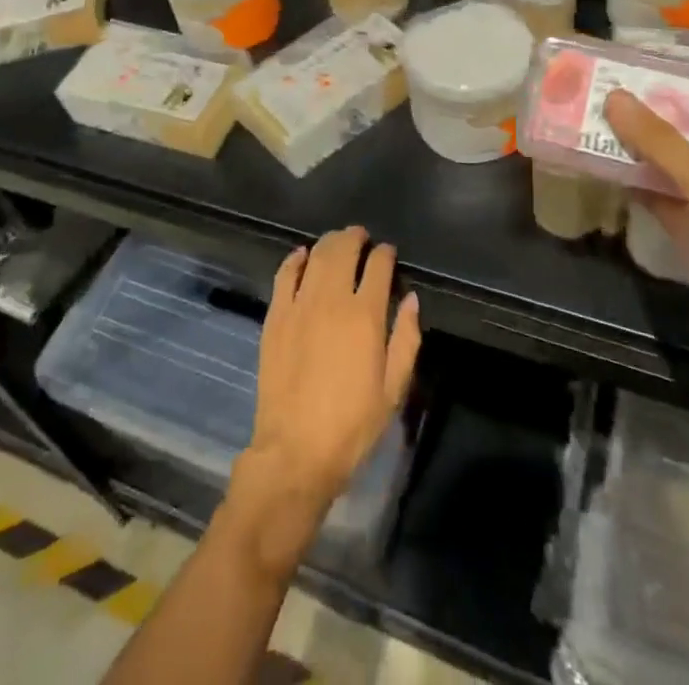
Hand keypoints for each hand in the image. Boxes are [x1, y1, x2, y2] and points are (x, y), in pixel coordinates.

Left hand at [235, 227, 420, 560]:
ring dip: (329, 243)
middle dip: (356, 238)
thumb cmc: (353, 425)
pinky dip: (295, 259)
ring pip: (316, 256)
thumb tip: (412, 299)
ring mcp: (300, 304)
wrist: (295, 450)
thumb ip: (407, 339)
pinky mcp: (276, 315)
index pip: (378, 266)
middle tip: (361, 238)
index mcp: (366, 316)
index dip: (385, 254)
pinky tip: (302, 255)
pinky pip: (285, 274)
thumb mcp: (393, 389)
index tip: (388, 253)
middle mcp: (332, 299)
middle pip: (344, 250)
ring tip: (337, 242)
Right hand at [605, 86, 688, 410]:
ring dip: (638, 149)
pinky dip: (638, 184)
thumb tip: (613, 96)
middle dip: (648, 112)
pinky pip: (666, 197)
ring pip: (674, 163)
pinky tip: (599, 168)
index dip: (681, 76)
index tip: (633, 64)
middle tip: (597, 89)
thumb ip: (660, 140)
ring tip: (587, 121)